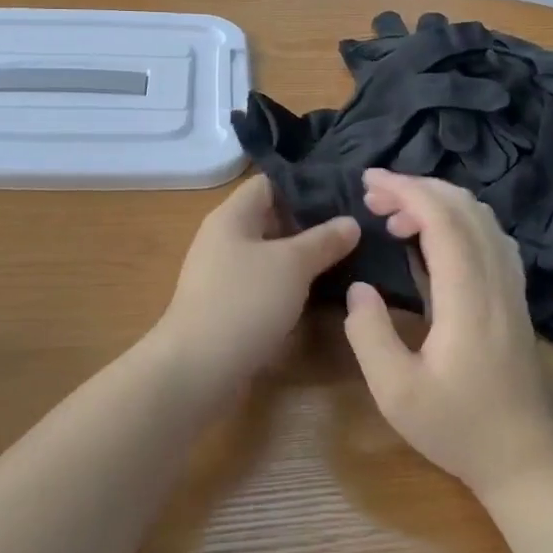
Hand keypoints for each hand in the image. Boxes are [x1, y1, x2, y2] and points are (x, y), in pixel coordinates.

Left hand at [156, 174, 359, 389]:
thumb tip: (351, 222)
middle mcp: (223, 239)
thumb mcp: (292, 265)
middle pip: (270, 219)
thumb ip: (324, 240)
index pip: (268, 184)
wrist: (199, 368)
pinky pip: (264, 285)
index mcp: (231, 216)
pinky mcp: (227, 307)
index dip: (303, 186)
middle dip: (309, 224)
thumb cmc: (245, 301)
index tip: (342, 194)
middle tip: (353, 228)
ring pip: (269, 255)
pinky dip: (289, 285)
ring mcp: (223, 275)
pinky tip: (319, 293)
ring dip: (302, 258)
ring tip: (346, 258)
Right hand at [343, 170, 552, 498]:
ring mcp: (511, 285)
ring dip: (436, 200)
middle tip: (372, 194)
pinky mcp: (513, 294)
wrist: (525, 457)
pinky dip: (456, 217)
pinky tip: (431, 234)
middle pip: (463, 207)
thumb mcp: (396, 393)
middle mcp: (496, 280)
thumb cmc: (457, 428)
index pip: (443, 220)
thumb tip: (359, 287)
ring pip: (480, 217)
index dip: (406, 191)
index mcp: (468, 298)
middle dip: (416, 187)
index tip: (368, 182)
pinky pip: (489, 234)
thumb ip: (369, 335)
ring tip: (394, 214)